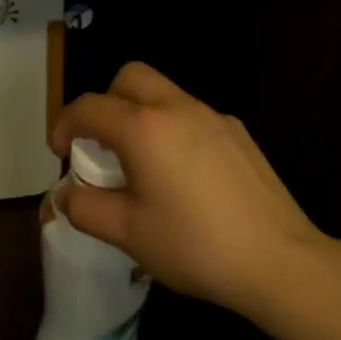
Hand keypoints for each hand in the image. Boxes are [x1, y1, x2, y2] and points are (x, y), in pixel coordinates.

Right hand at [52, 62, 338, 319]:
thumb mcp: (128, 234)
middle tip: (102, 145)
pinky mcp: (240, 134)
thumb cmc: (195, 246)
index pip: (89, 107)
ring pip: (164, 94)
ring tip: (142, 165)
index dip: (65, 125)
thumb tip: (65, 195)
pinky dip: (173, 130)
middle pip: (130, 78)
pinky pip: (193, 116)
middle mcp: (178, 109)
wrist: (279, 261)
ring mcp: (214, 117)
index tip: (60, 153)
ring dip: (140, 115)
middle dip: (106, 102)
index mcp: (144, 128)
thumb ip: (86, 208)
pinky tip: (185, 177)